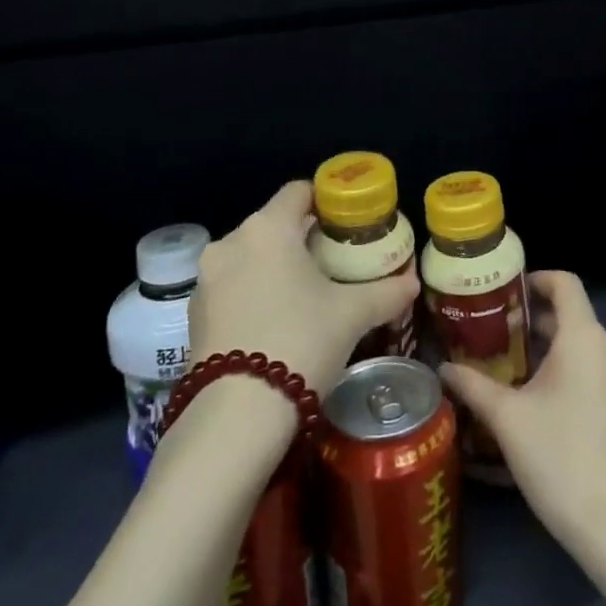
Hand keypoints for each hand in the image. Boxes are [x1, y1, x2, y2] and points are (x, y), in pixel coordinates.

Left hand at [188, 180, 418, 394]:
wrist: (237, 414)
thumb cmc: (301, 341)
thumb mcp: (353, 315)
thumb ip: (386, 292)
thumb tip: (411, 283)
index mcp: (268, 228)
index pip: (299, 191)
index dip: (326, 201)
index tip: (347, 223)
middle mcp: (231, 242)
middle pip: (274, 225)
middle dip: (303, 239)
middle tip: (334, 263)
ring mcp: (206, 278)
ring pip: (250, 257)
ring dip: (276, 268)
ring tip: (305, 296)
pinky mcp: (194, 313)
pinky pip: (231, 287)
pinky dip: (253, 293)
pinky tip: (275, 323)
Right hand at [440, 271, 605, 551]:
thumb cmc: (557, 456)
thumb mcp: (506, 417)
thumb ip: (473, 385)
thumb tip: (442, 367)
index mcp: (586, 337)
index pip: (566, 283)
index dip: (536, 279)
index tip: (506, 293)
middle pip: (572, 316)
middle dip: (533, 321)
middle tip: (494, 335)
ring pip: (583, 347)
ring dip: (549, 349)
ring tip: (510, 368)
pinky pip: (596, 371)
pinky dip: (569, 371)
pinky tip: (539, 399)